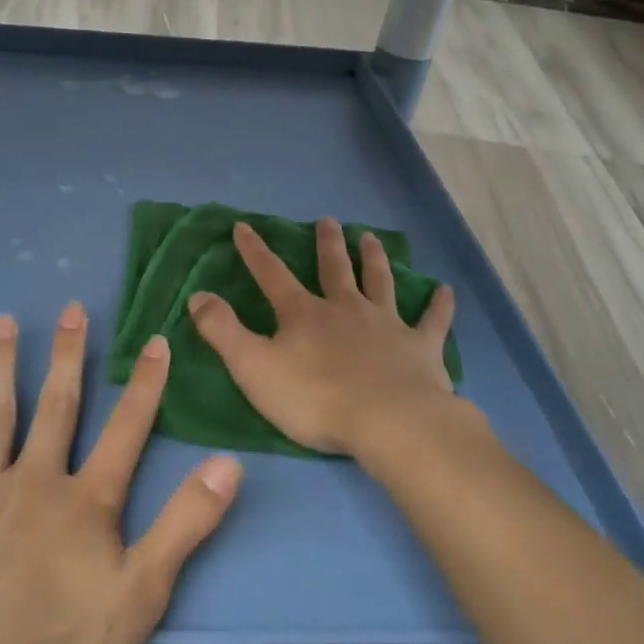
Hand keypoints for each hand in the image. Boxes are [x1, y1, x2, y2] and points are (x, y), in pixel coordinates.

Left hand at [0, 304, 242, 643]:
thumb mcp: (141, 593)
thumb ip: (186, 524)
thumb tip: (229, 464)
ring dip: (2, 363)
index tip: (156, 340)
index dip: (145, 387)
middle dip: (69, 356)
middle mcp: (37, 478)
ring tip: (4, 319)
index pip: (126, 431)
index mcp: (86, 500)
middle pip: (58, 405)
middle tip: (72, 308)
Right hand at [188, 218, 485, 459]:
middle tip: (329, 221)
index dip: (255, 251)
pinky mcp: (420, 348)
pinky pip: (432, 321)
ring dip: (374, 259)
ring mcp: (386, 325)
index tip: (244, 226)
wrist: (389, 422)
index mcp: (303, 314)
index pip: (272, 274)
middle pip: (334, 269)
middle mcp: (345, 309)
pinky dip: (438, 305)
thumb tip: (198, 295)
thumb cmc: (315, 398)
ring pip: (380, 283)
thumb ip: (223, 331)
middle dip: (328, 244)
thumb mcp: (253, 367)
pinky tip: (445, 290)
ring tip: (371, 238)